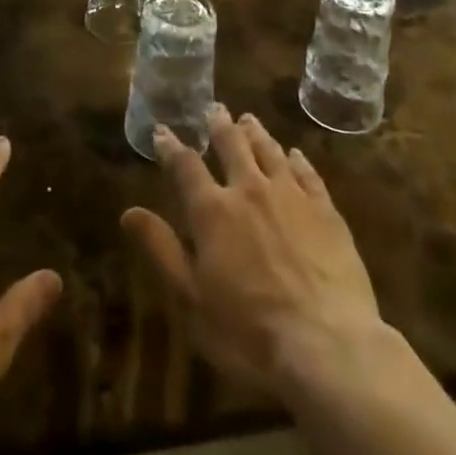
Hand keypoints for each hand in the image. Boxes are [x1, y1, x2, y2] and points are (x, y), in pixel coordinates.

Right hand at [121, 105, 383, 398]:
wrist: (326, 346)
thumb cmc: (248, 333)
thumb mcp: (191, 300)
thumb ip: (162, 250)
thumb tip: (129, 212)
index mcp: (213, 211)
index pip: (185, 166)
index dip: (171, 147)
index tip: (162, 131)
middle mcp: (249, 189)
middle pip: (232, 145)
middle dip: (219, 125)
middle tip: (214, 108)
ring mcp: (291, 195)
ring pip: (269, 150)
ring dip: (255, 132)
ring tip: (248, 119)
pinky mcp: (325, 209)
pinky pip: (308, 172)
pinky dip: (297, 158)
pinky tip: (295, 154)